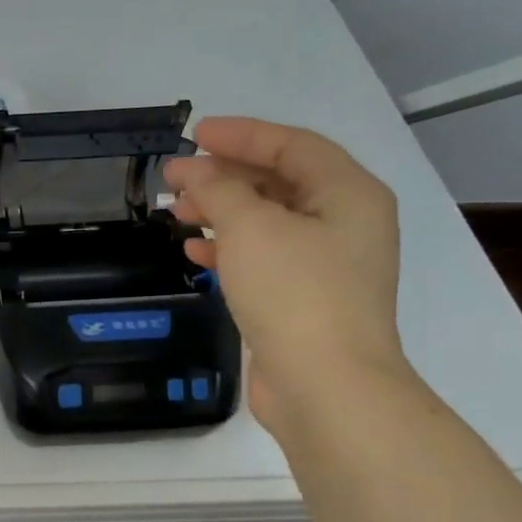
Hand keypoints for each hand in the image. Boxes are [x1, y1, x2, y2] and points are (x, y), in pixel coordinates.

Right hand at [162, 117, 406, 437]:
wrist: (324, 386)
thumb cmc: (295, 292)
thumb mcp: (251, 228)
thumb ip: (219, 190)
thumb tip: (194, 172)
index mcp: (348, 194)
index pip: (292, 145)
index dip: (242, 135)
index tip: (194, 136)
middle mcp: (343, 223)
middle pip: (278, 182)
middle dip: (224, 176)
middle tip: (174, 178)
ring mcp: (325, 264)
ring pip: (266, 222)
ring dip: (220, 212)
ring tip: (175, 213)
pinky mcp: (303, 299)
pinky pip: (262, 258)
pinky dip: (228, 249)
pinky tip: (194, 251)